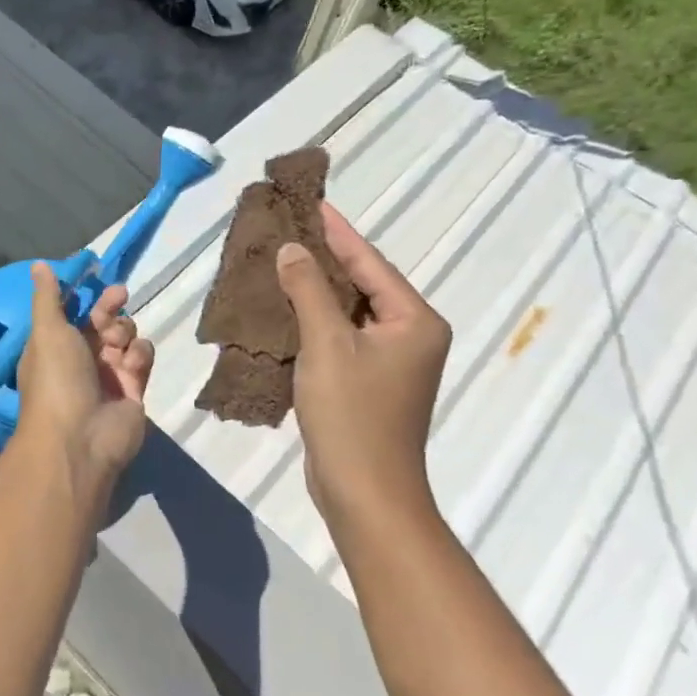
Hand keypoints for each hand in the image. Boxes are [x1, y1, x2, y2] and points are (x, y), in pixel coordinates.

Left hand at [16, 263, 154, 487]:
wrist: (81, 438)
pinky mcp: (134, 389)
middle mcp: (80, 359)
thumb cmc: (56, 378)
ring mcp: (109, 374)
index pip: (73, 312)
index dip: (85, 295)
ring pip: (126, 336)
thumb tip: (39, 264)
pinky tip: (131, 366)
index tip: (98, 277)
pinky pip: (142, 357)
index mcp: (54, 345)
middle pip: (102, 321)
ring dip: (124, 332)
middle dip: (109, 308)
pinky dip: (139, 356)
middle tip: (118, 297)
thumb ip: (48, 297)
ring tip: (117, 346)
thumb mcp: (47, 330)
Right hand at [276, 203, 450, 523]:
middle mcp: (411, 335)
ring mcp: (391, 361)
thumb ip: (309, 291)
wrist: (365, 494)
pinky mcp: (369, 382)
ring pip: (349, 311)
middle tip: (291, 226)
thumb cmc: (352, 415)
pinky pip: (341, 336)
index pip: (370, 262)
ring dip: (316, 289)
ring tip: (282, 259)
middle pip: (363, 283)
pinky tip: (286, 307)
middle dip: (325, 257)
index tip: (313, 202)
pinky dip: (315, 320)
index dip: (338, 231)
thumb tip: (293, 248)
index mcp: (414, 320)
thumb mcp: (326, 345)